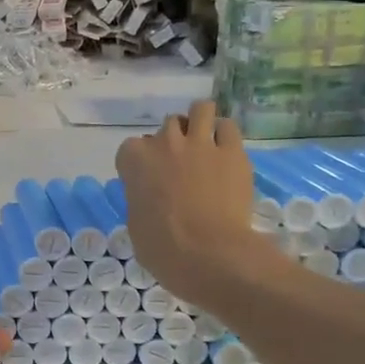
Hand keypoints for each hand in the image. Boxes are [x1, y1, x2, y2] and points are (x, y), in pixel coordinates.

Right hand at [115, 99, 281, 308]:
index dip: (140, 162)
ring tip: (205, 142)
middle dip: (173, 140)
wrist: (208, 253)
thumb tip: (153, 199)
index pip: (131, 148)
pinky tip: (226, 151)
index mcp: (135, 160)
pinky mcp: (233, 152)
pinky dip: (225, 135)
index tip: (148, 179)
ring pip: (200, 110)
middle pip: (168, 126)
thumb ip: (142, 198)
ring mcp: (201, 144)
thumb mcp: (136, 222)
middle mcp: (165, 143)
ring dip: (200, 122)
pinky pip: (228, 128)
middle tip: (180, 163)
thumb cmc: (162, 247)